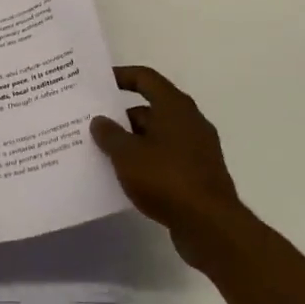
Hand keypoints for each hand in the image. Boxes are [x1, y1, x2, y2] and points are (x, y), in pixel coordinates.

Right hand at [91, 65, 244, 268]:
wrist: (211, 227)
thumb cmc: (167, 179)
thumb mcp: (128, 155)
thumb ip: (110, 134)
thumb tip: (100, 120)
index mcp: (175, 106)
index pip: (145, 78)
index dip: (121, 76)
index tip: (98, 82)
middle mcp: (189, 121)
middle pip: (150, 109)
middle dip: (121, 116)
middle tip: (93, 124)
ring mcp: (197, 149)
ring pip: (157, 136)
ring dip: (132, 142)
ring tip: (103, 153)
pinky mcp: (198, 175)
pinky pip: (166, 158)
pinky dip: (146, 162)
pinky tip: (126, 177)